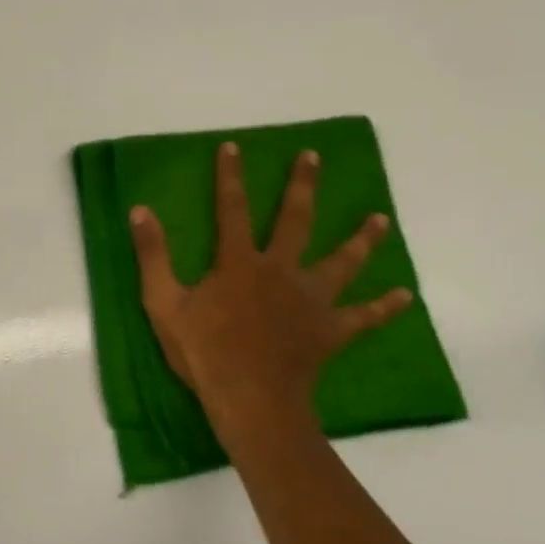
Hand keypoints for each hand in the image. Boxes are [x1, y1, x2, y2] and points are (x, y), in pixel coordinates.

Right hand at [130, 141, 410, 431]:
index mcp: (239, 263)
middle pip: (295, 221)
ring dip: (361, 239)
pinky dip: (384, 306)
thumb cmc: (202, 351)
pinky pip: (363, 316)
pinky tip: (404, 296)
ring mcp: (311, 300)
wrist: (248, 397)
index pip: (231, 209)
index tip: (233, 146)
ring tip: (379, 218)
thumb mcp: (162, 302)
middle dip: (302, 186)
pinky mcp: (331, 329)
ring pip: (342, 262)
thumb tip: (140, 210)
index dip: (230, 177)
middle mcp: (280, 271)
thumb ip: (153, 255)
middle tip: (313, 157)